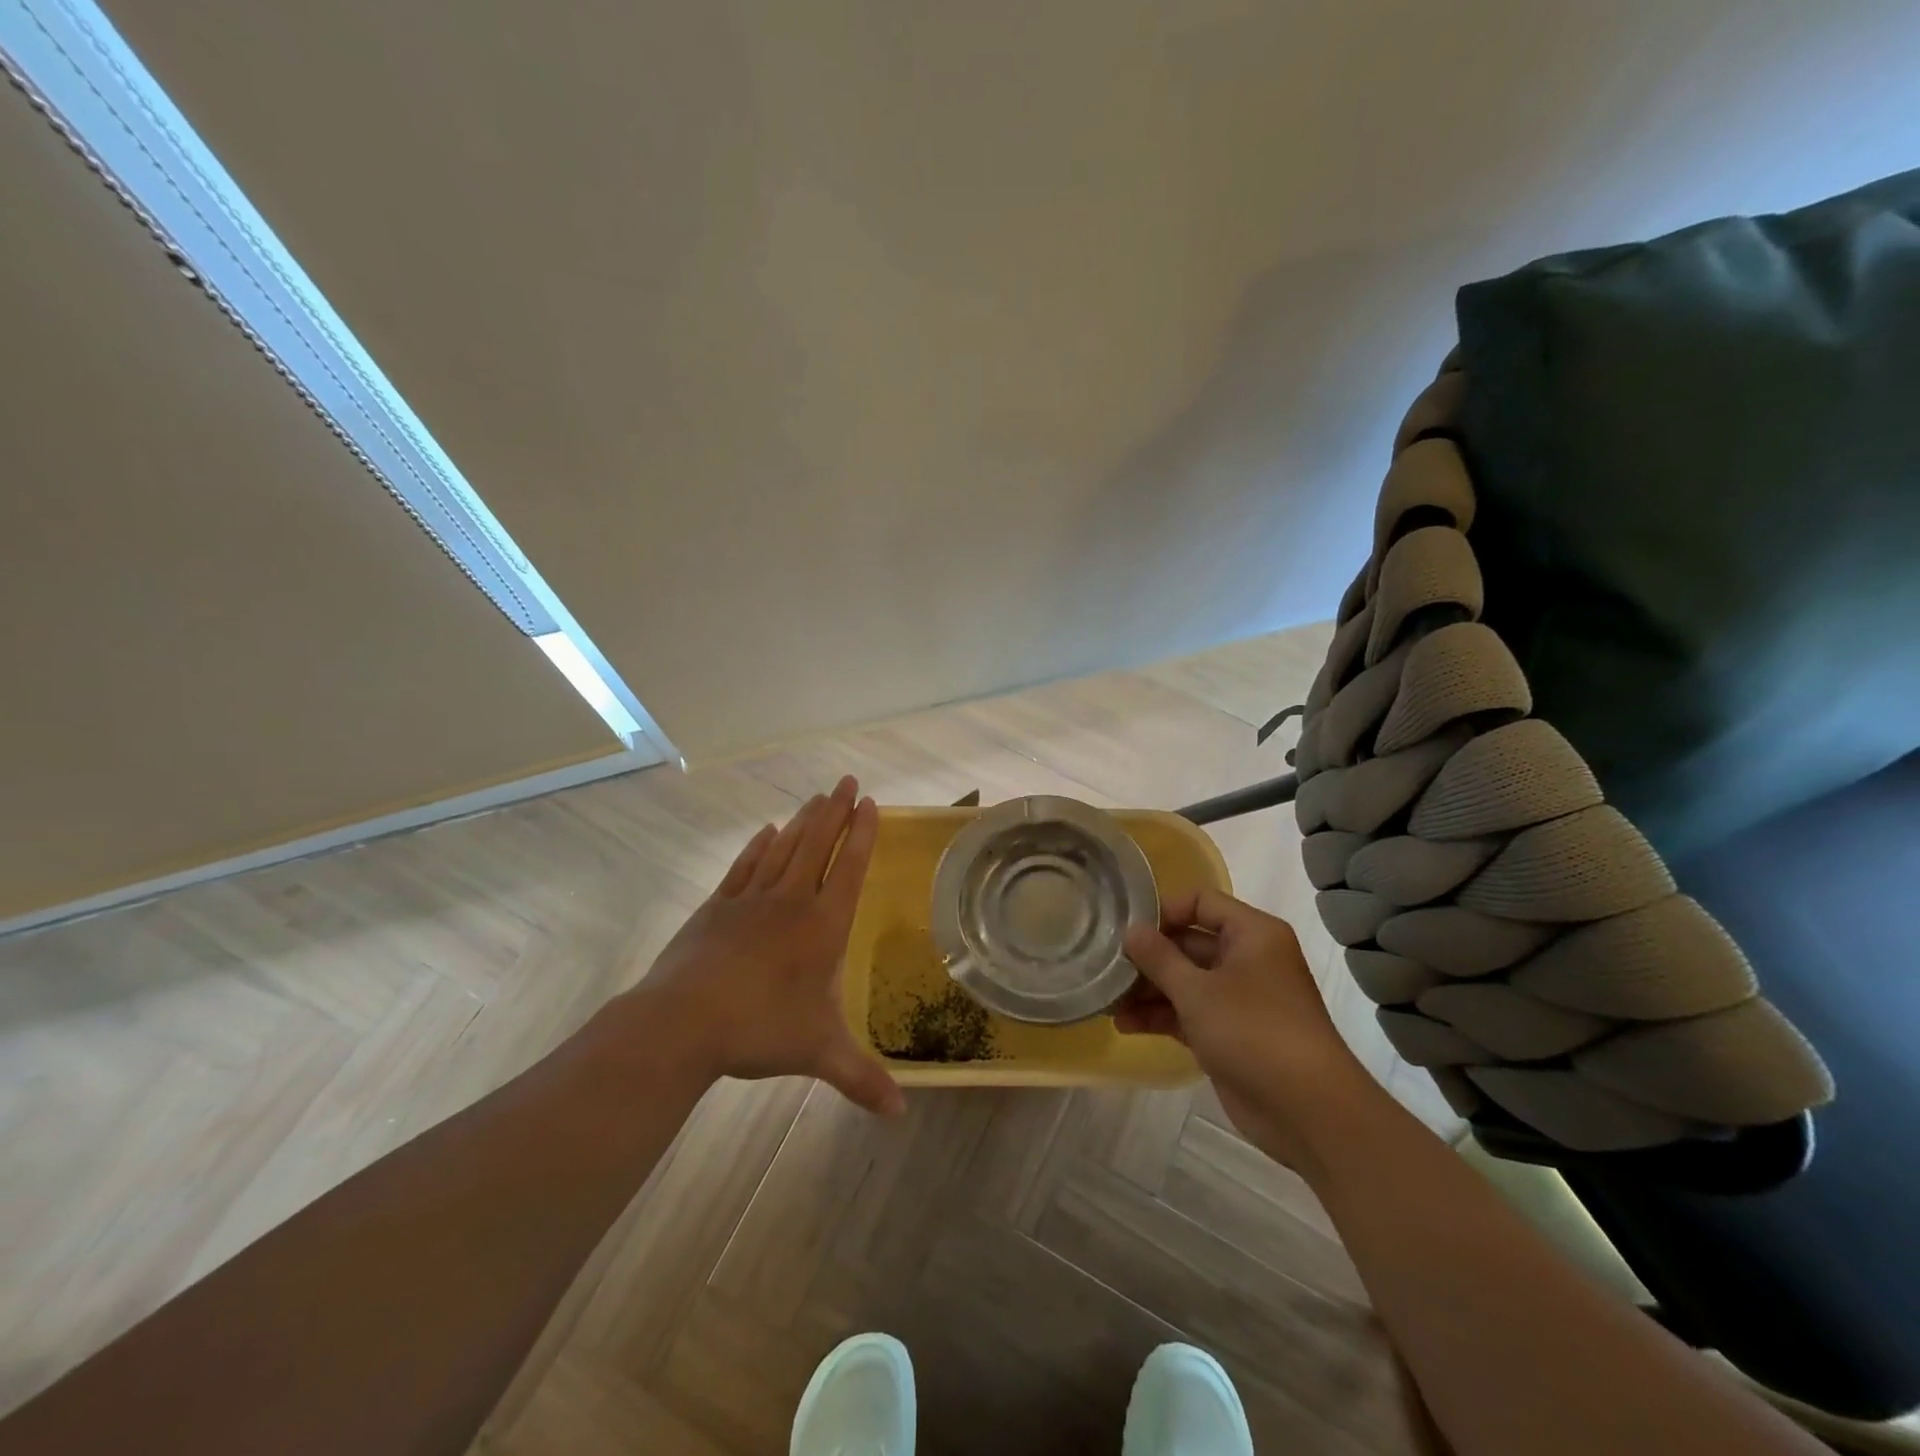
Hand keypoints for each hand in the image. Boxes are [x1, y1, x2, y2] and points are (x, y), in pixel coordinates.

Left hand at [624, 775, 904, 1116]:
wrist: (682, 1023)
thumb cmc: (760, 1030)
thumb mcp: (818, 1053)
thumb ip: (860, 1078)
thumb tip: (900, 1115)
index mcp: (822, 926)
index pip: (850, 868)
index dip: (863, 834)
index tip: (870, 804)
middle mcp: (791, 902)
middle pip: (818, 845)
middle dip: (836, 811)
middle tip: (847, 781)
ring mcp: (751, 900)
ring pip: (784, 848)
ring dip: (803, 821)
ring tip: (816, 798)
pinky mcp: (716, 908)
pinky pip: (745, 866)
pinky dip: (759, 845)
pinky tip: (767, 831)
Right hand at [1117, 889, 1377, 1165]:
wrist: (1310, 1112)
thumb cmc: (1254, 1032)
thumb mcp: (1197, 991)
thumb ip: (1159, 958)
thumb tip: (1131, 930)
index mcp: (1252, 934)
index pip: (1200, 902)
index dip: (1163, 912)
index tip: (1127, 931)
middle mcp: (1248, 958)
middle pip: (1189, 943)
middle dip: (1149, 957)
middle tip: (1107, 968)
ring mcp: (1241, 998)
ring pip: (1187, 980)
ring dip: (1149, 990)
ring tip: (1108, 1001)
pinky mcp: (1232, 1033)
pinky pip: (1191, 1012)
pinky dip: (1162, 1016)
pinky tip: (1125, 1025)